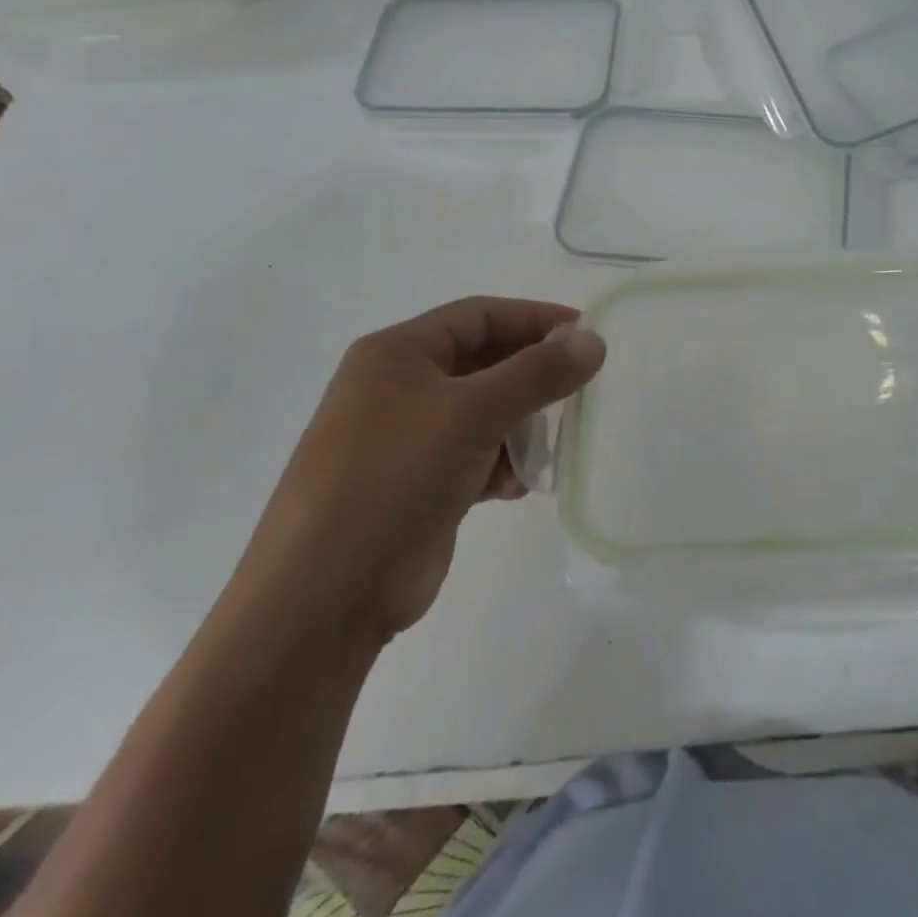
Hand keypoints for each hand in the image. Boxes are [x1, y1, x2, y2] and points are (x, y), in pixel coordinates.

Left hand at [227, 298, 605, 644]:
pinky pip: (474, 456)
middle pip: (483, 363)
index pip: (480, 316)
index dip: (535, 319)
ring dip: (522, 425)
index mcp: (396, 354)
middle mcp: (398, 388)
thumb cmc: (394, 479)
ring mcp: (405, 440)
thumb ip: (537, 373)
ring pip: (483, 413)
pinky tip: (521, 485)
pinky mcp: (418, 485)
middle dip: (532, 376)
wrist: (323, 600)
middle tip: (581, 388)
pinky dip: (503, 464)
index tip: (587, 333)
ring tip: (553, 445)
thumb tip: (593, 341)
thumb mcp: (472, 414)